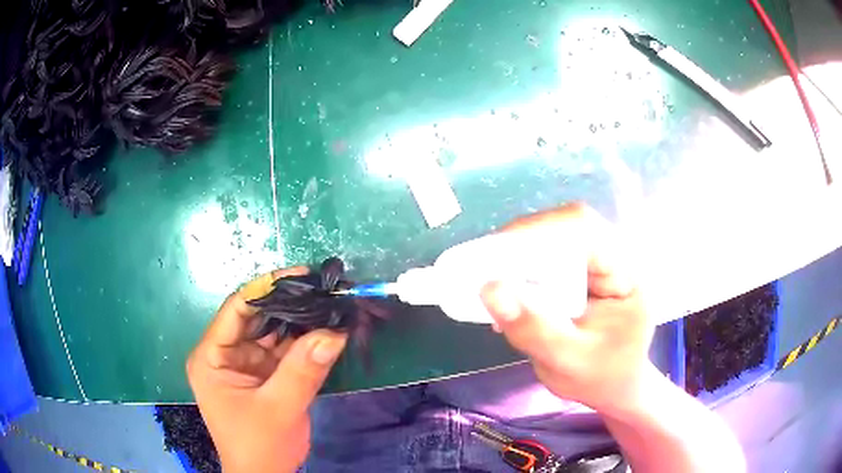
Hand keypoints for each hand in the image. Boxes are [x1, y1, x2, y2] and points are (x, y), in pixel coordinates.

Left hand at [187, 267, 347, 472]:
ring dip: (300, 321)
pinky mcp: (266, 376)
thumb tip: (335, 331)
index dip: (267, 288)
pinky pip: (286, 352)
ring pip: (274, 333)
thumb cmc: (258, 446)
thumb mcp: (278, 409)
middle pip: (256, 318)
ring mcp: (247, 365)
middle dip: (288, 304)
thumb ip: (303, 370)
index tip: (302, 275)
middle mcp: (226, 354)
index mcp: (212, 356)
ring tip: (329, 302)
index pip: (236, 309)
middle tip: (323, 287)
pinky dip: (305, 342)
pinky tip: (326, 329)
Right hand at [481, 203, 654, 418]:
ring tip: (488, 280)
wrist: (614, 383)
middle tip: (482, 268)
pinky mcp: (581, 267)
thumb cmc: (601, 376)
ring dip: (517, 255)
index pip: (585, 230)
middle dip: (521, 244)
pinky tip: (507, 291)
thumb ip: (533, 330)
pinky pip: (547, 254)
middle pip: (565, 226)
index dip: (539, 231)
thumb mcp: (568, 363)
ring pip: (553, 236)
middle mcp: (615, 254)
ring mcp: (598, 258)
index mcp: (628, 273)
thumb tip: (488, 290)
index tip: (495, 254)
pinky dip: (521, 268)